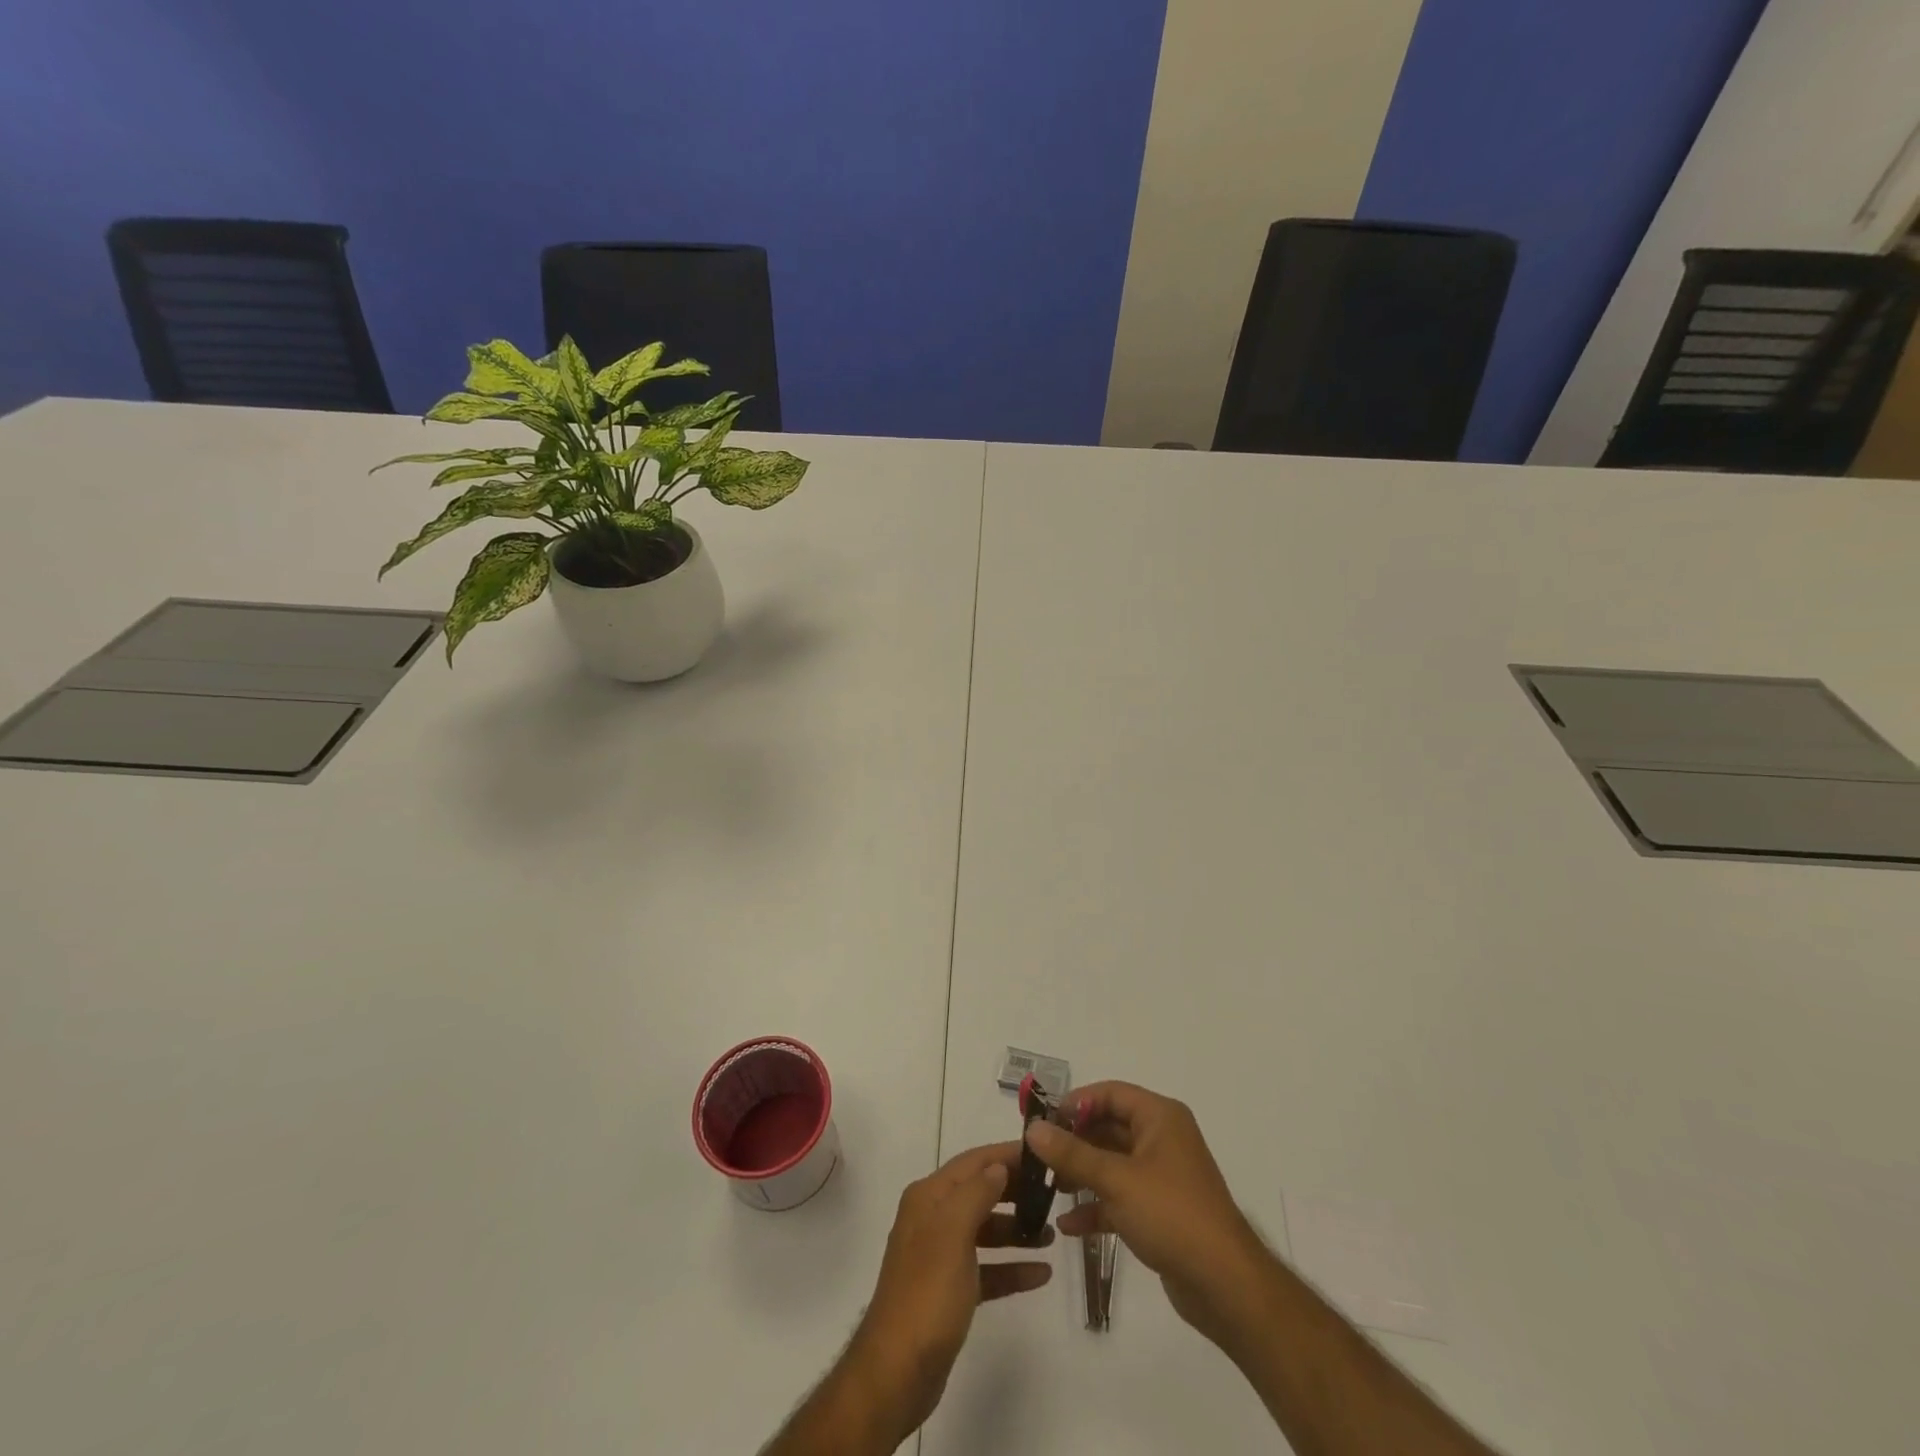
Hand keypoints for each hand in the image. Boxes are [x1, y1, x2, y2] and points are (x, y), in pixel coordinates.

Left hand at [845, 1142, 1052, 1440]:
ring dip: (1016, 1230)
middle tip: (1053, 1194)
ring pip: (985, 1231)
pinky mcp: (950, 1291)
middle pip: (980, 1193)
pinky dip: (1010, 1268)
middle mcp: (932, 1218)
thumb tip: (998, 1167)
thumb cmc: (927, 1294)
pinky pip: (986, 1269)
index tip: (1042, 1155)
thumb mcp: (953, 1233)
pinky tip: (1040, 1274)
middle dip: (1014, 1192)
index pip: (973, 1162)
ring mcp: (940, 1256)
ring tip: (1051, 1235)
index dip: (1005, 1155)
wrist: (897, 1372)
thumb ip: (977, 1193)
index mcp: (929, 1197)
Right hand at [1028, 1081, 1266, 1347]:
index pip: (1110, 1093)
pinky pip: (1120, 1197)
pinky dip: (1096, 1206)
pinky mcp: (1160, 1212)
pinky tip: (1067, 1226)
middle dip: (1074, 1141)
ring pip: (1112, 1163)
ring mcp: (1161, 1176)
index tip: (1042, 1120)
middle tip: (1038, 1155)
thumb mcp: (1116, 1180)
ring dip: (1081, 1174)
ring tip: (1048, 1188)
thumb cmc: (1172, 1215)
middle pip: (1109, 1127)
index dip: (1076, 1102)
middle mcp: (1162, 1139)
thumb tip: (1033, 1129)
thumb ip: (1072, 1153)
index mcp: (1160, 1118)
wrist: (1226, 1286)